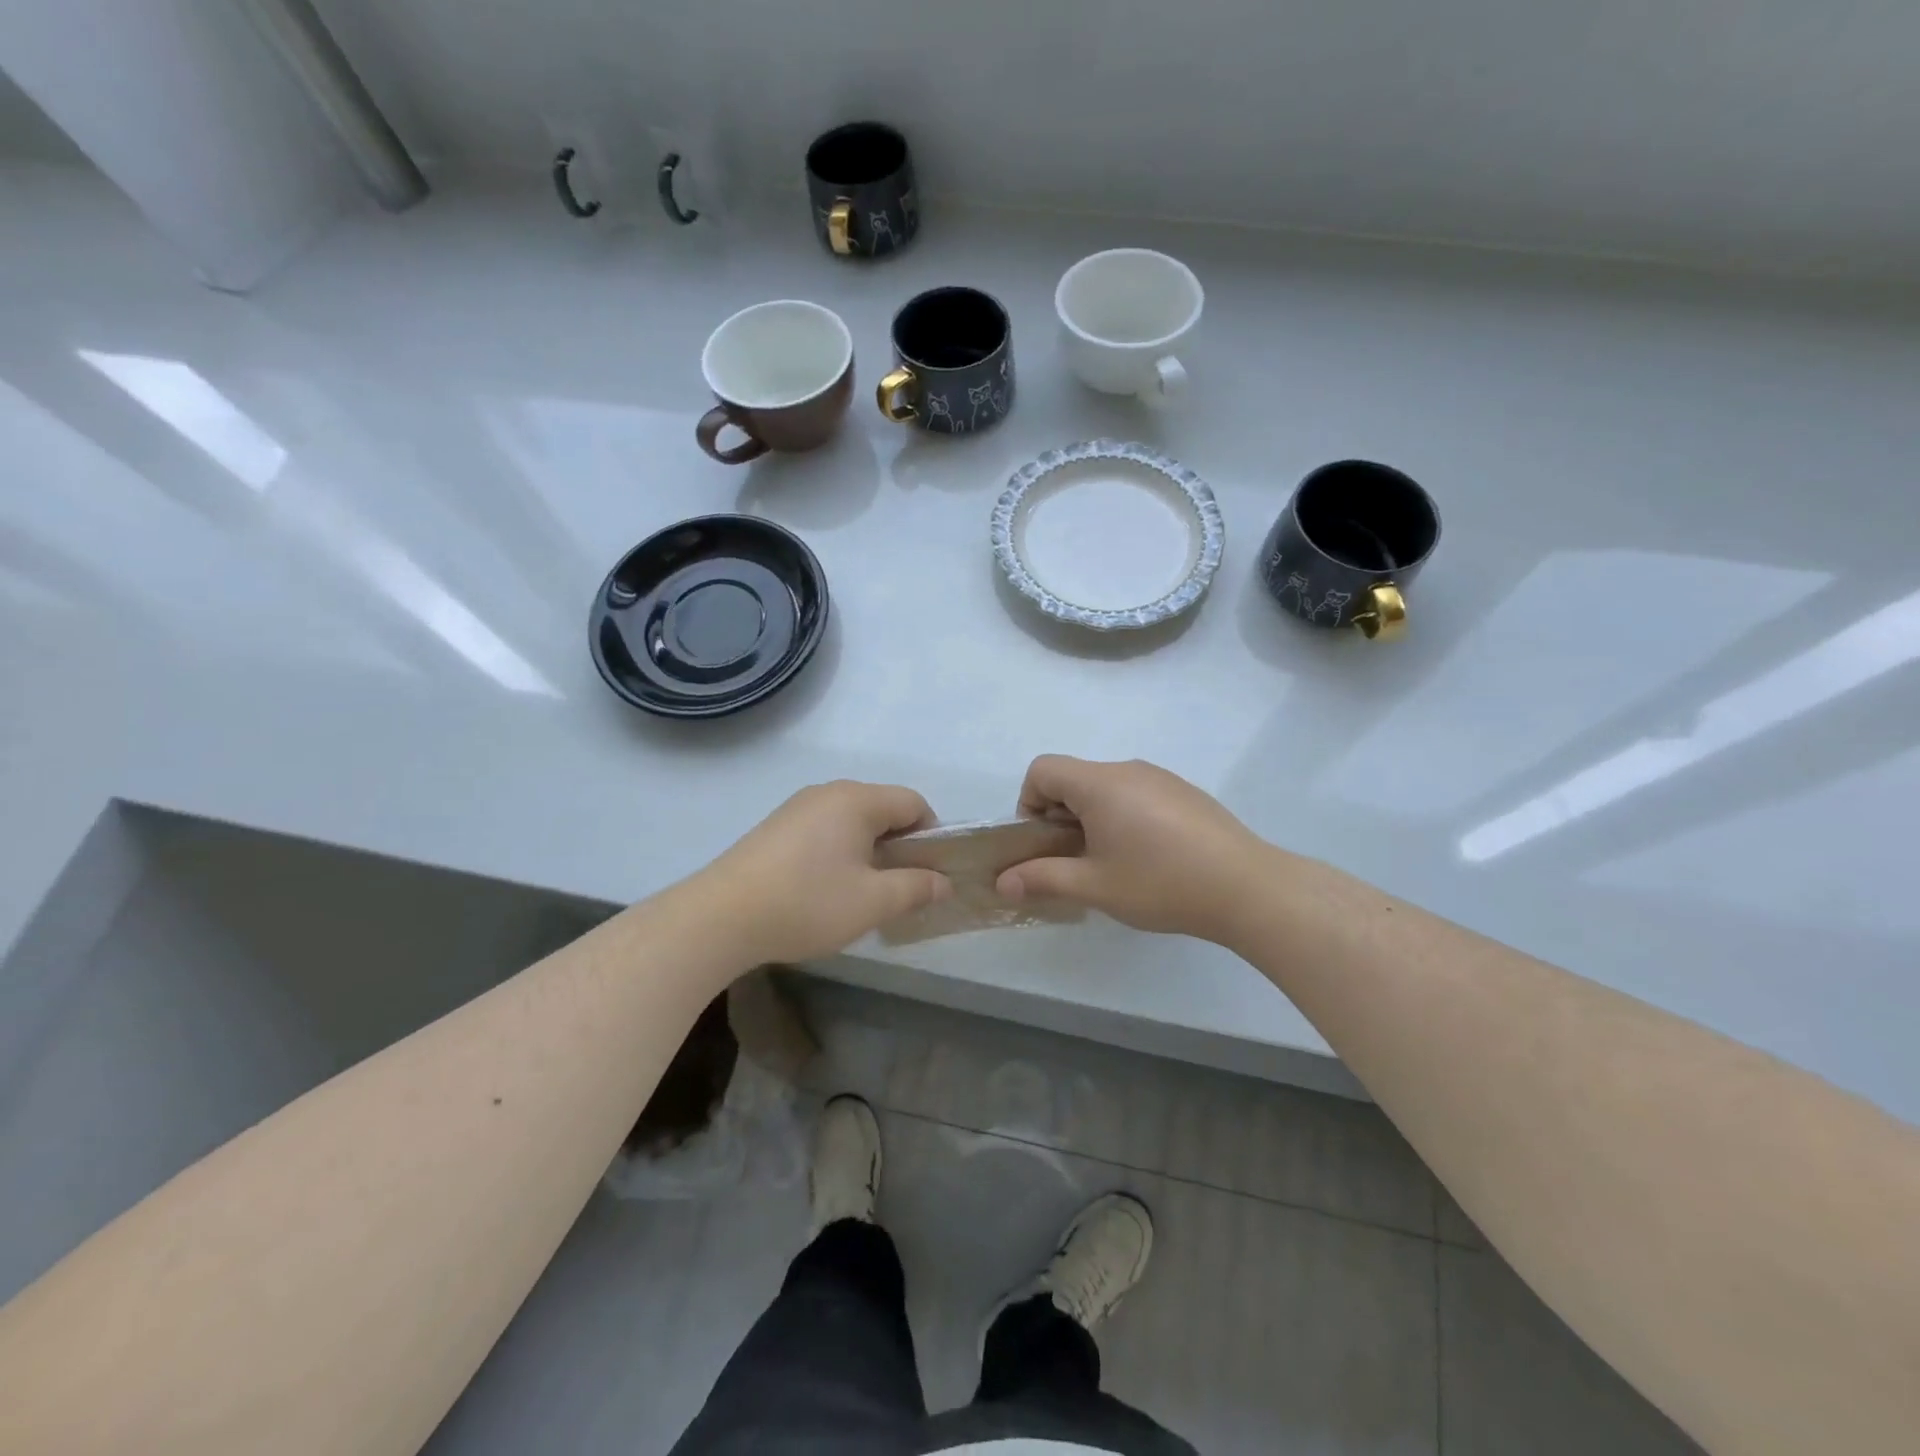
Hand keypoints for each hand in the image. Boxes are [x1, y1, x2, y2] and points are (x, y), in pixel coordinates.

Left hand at [700, 780, 952, 963]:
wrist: (720, 917)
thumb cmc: (807, 903)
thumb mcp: (873, 902)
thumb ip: (915, 887)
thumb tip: (942, 881)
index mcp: (857, 800)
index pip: (914, 803)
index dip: (931, 836)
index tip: (928, 875)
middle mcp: (828, 792)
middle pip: (882, 809)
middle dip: (899, 846)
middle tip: (899, 888)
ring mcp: (797, 808)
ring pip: (852, 822)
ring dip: (868, 852)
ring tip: (861, 894)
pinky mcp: (775, 828)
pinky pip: (824, 831)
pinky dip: (838, 853)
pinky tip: (824, 890)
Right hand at [994, 756, 1272, 940]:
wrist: (1248, 887)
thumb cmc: (1161, 883)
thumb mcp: (1095, 886)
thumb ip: (1043, 878)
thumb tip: (1002, 883)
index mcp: (1099, 783)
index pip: (1042, 769)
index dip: (1029, 803)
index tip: (1046, 844)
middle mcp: (1127, 769)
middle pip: (1073, 778)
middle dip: (1060, 816)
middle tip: (1077, 861)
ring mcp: (1160, 777)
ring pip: (1106, 787)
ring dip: (1093, 818)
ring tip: (1114, 863)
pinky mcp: (1184, 792)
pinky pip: (1136, 794)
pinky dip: (1124, 816)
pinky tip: (1150, 857)